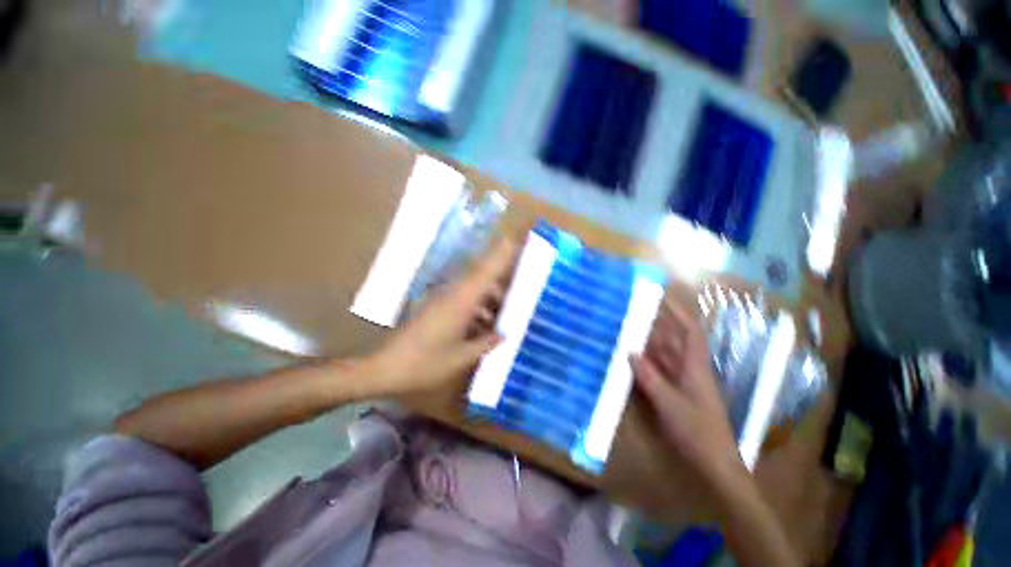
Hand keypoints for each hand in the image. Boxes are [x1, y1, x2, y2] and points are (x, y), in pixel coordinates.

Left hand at [367, 240, 515, 395]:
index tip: (515, 239)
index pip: (485, 271)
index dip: (501, 254)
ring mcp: (441, 300)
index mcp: (460, 301)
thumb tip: (503, 334)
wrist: (383, 367)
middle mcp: (452, 294)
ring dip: (489, 299)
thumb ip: (485, 343)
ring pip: (472, 290)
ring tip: (504, 316)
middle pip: (481, 277)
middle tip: (519, 292)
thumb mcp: (461, 357)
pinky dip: (476, 310)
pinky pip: (462, 301)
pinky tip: (483, 329)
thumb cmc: (424, 363)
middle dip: (501, 282)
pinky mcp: (435, 308)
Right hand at [632, 299, 744, 485]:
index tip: (659, 297)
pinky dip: (645, 364)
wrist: (713, 464)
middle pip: (672, 340)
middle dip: (654, 325)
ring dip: (646, 344)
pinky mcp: (674, 392)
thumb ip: (650, 377)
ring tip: (625, 332)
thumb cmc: (698, 431)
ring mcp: (681, 381)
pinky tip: (629, 360)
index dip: (677, 312)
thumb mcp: (670, 404)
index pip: (689, 331)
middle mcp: (689, 369)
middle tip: (630, 314)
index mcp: (695, 366)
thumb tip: (630, 352)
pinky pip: (657, 371)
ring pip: (663, 355)